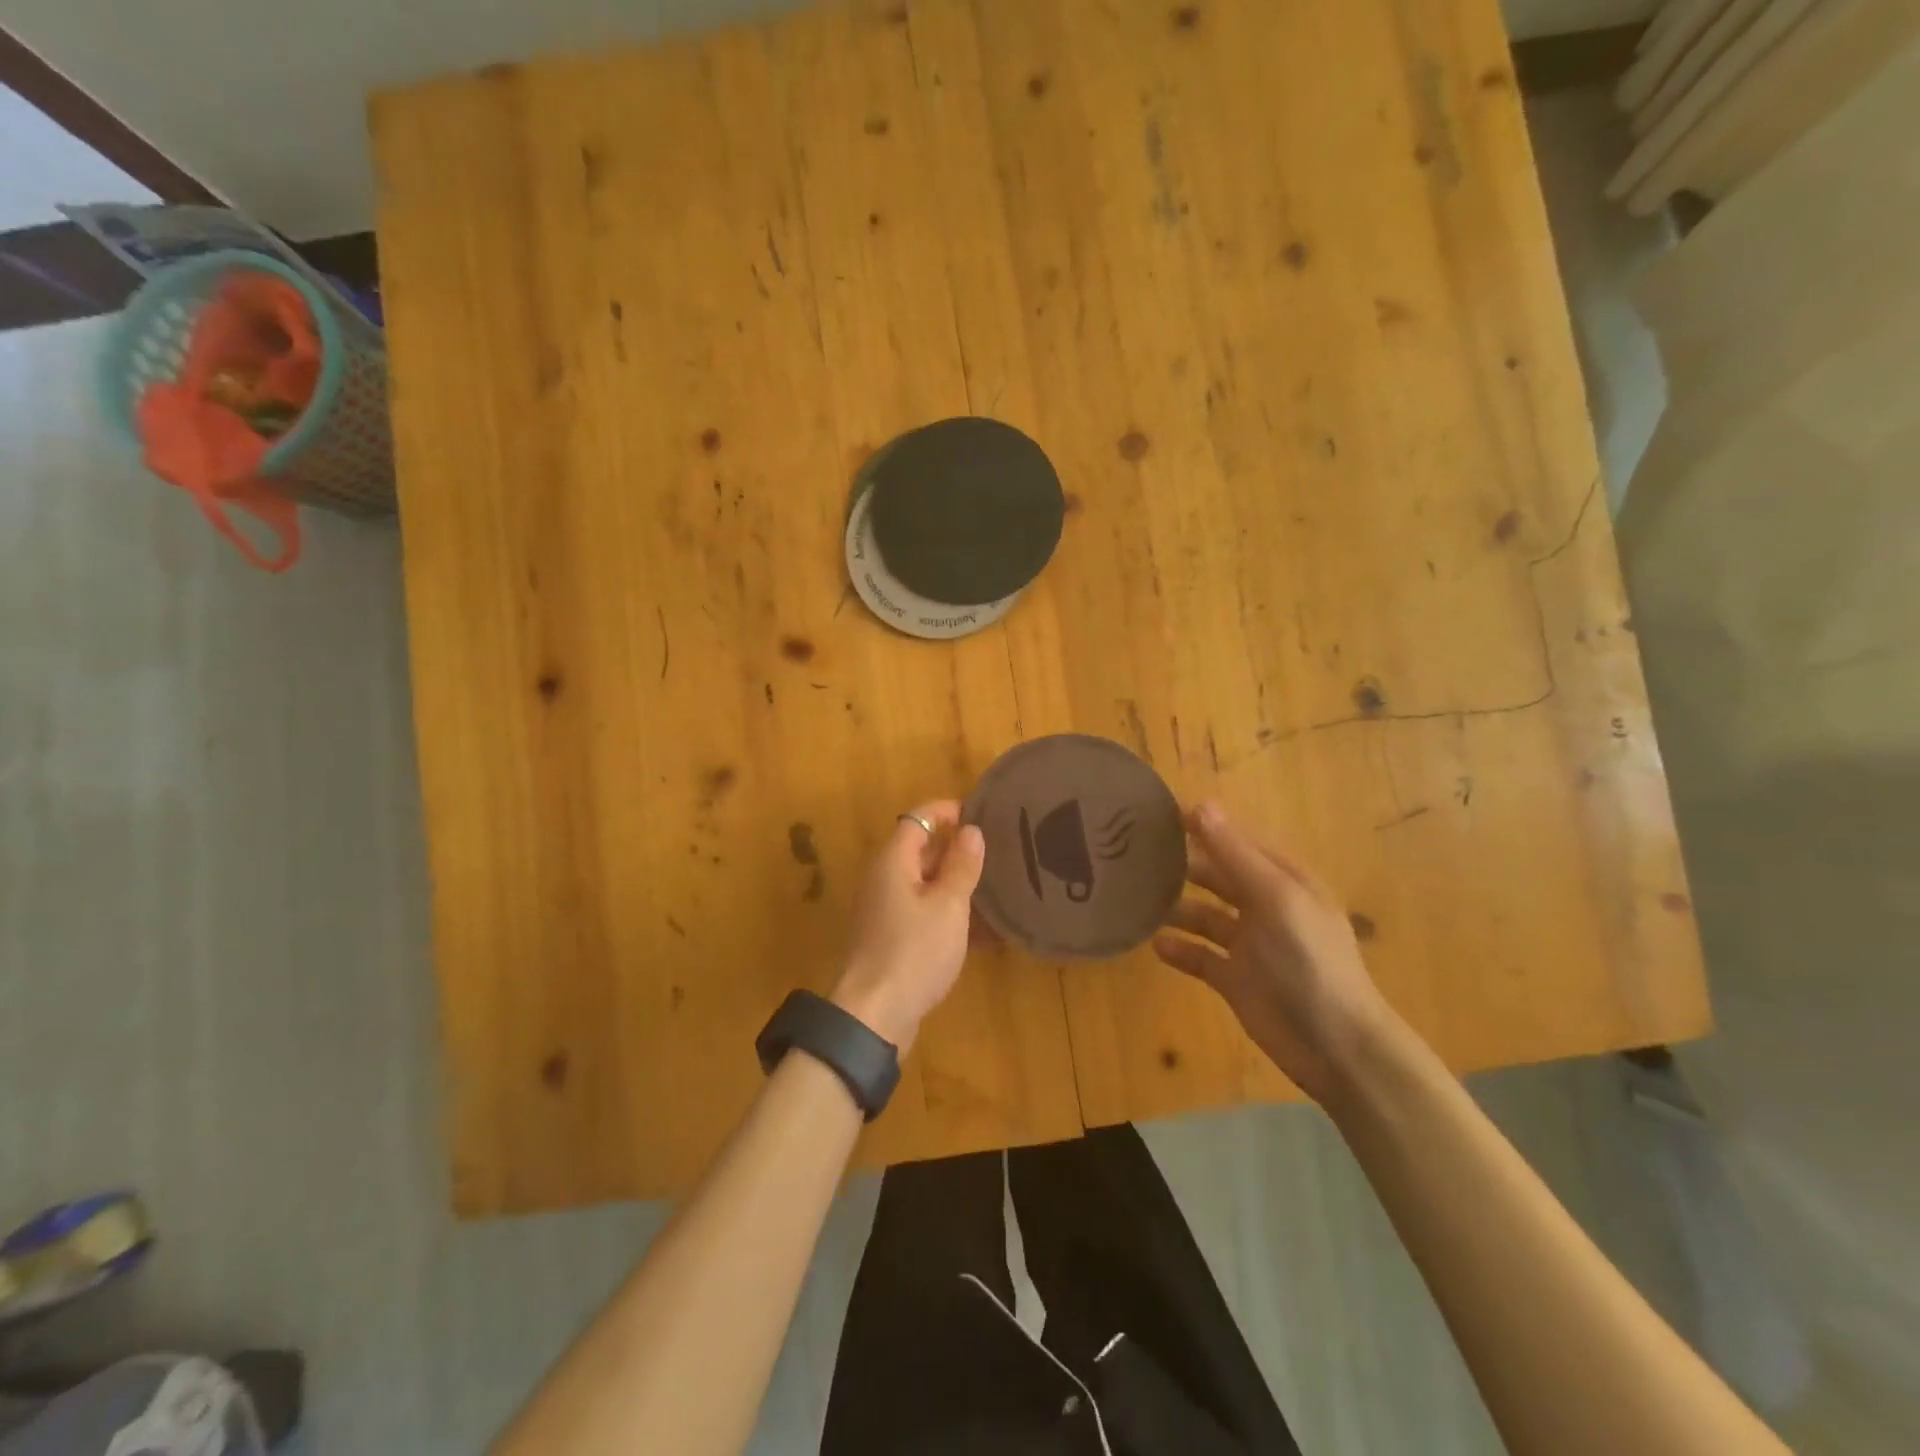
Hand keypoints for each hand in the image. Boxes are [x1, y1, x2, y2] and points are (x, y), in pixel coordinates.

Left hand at [832, 801, 984, 1055]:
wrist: (875, 1014)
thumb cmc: (915, 951)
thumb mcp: (948, 905)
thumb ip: (961, 865)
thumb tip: (970, 830)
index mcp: (893, 861)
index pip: (918, 818)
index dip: (947, 810)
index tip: (981, 812)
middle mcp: (883, 878)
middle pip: (919, 848)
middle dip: (954, 846)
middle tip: (995, 849)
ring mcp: (883, 909)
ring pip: (922, 881)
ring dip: (952, 880)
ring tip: (992, 884)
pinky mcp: (888, 936)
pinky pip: (920, 909)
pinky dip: (945, 909)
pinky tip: (977, 926)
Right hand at [1154, 803, 1400, 1103]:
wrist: (1335, 1046)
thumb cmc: (1309, 961)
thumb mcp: (1275, 898)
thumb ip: (1235, 854)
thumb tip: (1199, 805)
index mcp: (1283, 880)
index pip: (1237, 840)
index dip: (1202, 825)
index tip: (1156, 814)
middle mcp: (1265, 906)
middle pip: (1217, 875)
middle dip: (1183, 864)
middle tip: (1135, 854)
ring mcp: (1249, 945)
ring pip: (1204, 914)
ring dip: (1176, 906)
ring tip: (1137, 898)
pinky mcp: (1235, 979)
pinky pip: (1200, 956)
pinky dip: (1180, 949)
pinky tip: (1156, 945)